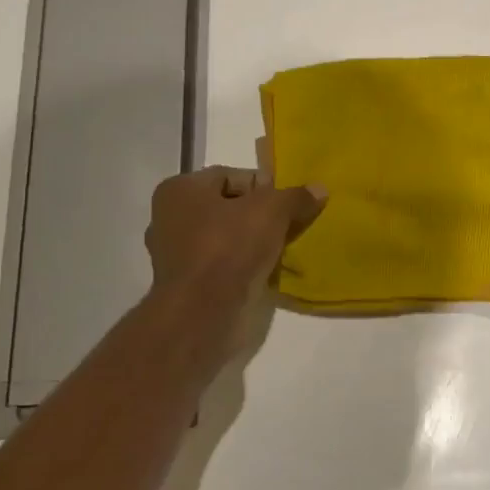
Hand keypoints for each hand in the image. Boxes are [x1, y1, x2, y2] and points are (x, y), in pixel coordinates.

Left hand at [146, 166, 325, 316]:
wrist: (201, 313)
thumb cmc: (229, 247)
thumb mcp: (272, 211)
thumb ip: (295, 197)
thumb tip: (319, 188)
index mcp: (180, 189)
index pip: (230, 176)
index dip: (264, 186)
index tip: (288, 204)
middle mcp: (169, 217)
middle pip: (228, 207)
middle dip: (260, 215)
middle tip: (289, 225)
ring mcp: (174, 254)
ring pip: (225, 237)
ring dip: (252, 242)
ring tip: (281, 249)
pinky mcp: (185, 284)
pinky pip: (221, 264)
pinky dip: (242, 265)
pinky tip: (266, 272)